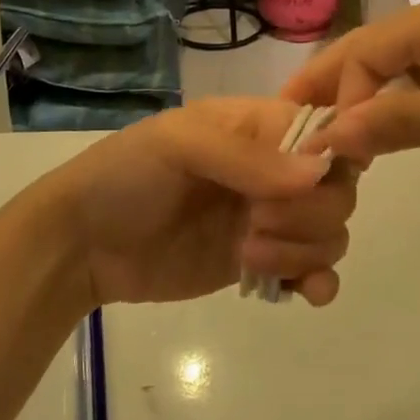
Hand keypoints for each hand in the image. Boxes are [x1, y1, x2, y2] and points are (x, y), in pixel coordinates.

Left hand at [33, 99, 358, 307]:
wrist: (82, 244)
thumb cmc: (126, 175)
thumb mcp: (179, 145)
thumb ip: (247, 157)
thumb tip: (318, 171)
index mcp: (257, 126)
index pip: (325, 132)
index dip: (331, 158)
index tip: (306, 185)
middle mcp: (272, 170)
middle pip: (336, 188)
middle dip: (309, 214)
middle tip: (255, 224)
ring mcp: (267, 219)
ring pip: (329, 231)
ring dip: (304, 249)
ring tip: (249, 255)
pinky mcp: (259, 263)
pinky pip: (311, 270)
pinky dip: (318, 281)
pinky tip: (302, 293)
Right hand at [281, 0, 419, 175]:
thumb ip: (398, 122)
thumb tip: (327, 136)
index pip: (362, 51)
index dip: (334, 95)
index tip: (320, 146)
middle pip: (369, 53)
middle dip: (331, 90)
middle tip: (291, 130)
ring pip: (391, 70)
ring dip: (360, 101)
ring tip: (325, 136)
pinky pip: (418, 83)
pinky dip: (393, 107)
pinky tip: (376, 132)